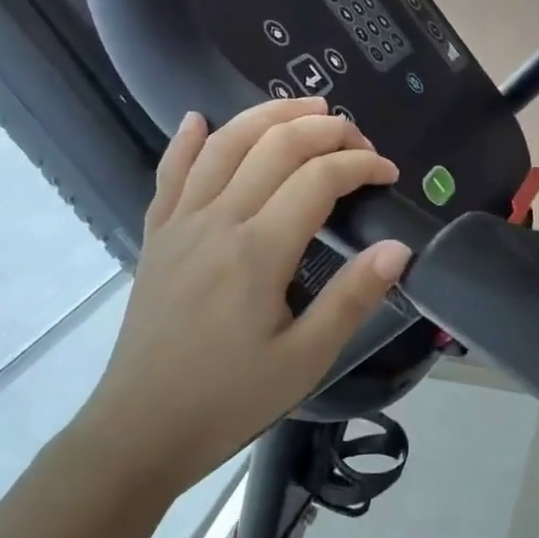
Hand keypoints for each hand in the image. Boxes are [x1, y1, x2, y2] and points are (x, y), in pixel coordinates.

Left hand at [79, 98, 410, 487]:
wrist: (139, 430)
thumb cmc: (228, 399)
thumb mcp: (305, 359)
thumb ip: (353, 298)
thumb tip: (399, 248)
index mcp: (258, 251)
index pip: (318, 179)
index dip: (360, 165)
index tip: (388, 174)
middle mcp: (218, 221)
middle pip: (274, 146)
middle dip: (324, 129)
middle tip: (358, 137)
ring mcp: (180, 223)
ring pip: (224, 145)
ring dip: (267, 116)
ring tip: (305, 107)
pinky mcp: (157, 236)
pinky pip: (170, 173)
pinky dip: (187, 140)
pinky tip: (199, 118)